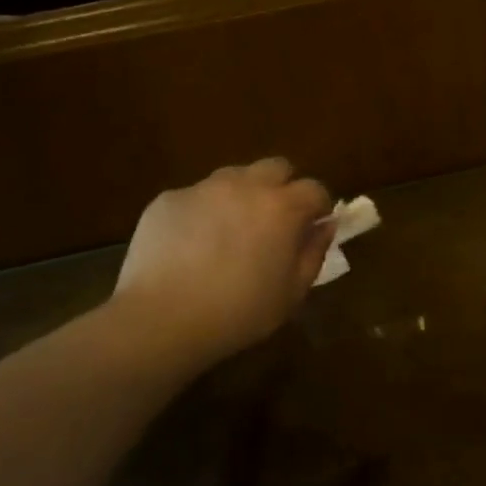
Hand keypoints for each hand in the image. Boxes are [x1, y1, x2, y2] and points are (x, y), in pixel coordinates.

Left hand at [113, 159, 333, 368]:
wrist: (161, 319)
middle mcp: (246, 185)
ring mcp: (204, 188)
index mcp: (282, 207)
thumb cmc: (238, 312)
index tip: (312, 227)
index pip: (315, 189)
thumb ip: (314, 253)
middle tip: (274, 222)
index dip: (318, 207)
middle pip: (276, 167)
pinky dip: (202, 213)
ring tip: (229, 232)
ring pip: (234, 177)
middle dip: (282, 188)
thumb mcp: (291, 294)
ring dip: (242, 195)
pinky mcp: (169, 198)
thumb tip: (325, 227)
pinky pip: (196, 196)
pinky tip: (190, 246)